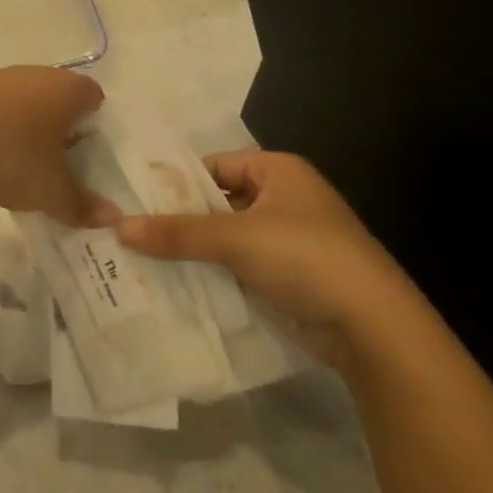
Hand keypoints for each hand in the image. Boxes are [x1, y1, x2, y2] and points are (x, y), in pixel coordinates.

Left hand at [0, 67, 115, 227]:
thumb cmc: (7, 152)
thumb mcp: (49, 190)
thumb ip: (81, 205)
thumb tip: (112, 217)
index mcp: (68, 90)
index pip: (96, 99)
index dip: (97, 129)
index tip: (88, 159)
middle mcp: (39, 75)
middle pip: (61, 101)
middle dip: (63, 132)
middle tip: (60, 168)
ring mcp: (2, 77)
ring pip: (28, 104)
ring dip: (29, 130)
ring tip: (23, 166)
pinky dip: (1, 129)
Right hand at [115, 151, 424, 372]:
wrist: (374, 327)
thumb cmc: (304, 258)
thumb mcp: (235, 238)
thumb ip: (177, 233)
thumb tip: (118, 228)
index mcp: (279, 170)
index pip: (215, 165)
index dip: (177, 182)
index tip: (136, 201)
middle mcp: (286, 198)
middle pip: (219, 202)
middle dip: (181, 220)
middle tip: (132, 233)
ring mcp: (291, 239)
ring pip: (228, 237)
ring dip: (196, 250)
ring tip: (145, 261)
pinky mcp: (292, 276)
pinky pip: (242, 265)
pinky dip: (216, 273)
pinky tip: (180, 285)